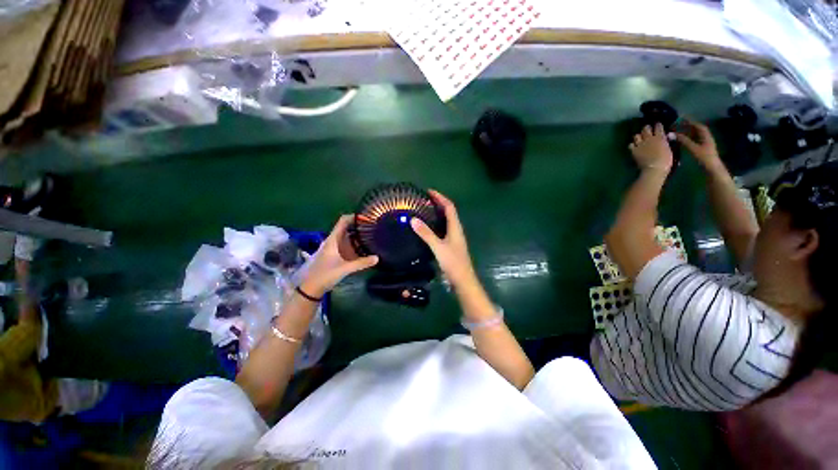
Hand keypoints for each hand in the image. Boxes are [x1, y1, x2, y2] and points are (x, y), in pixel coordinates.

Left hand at [300, 215, 377, 296]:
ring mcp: (335, 248)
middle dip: (359, 226)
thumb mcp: (345, 268)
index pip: (343, 221)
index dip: (354, 217)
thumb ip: (362, 263)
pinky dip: (356, 245)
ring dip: (358, 236)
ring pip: (348, 238)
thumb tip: (377, 258)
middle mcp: (334, 241)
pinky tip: (366, 248)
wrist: (311, 288)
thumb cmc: (325, 275)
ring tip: (373, 235)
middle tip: (374, 226)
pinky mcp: (336, 255)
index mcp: (333, 240)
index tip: (367, 217)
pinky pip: (348, 246)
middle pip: (347, 228)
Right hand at [411, 190, 476, 287]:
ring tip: (424, 210)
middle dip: (438, 203)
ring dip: (437, 213)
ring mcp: (454, 238)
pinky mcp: (451, 245)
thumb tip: (413, 219)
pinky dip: (436, 224)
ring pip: (446, 221)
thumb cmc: (453, 263)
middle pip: (449, 212)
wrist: (463, 280)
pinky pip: (443, 229)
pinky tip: (428, 228)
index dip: (440, 197)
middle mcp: (456, 230)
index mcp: (455, 227)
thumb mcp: (438, 247)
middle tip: (424, 200)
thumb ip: (426, 234)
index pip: (449, 207)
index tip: (429, 191)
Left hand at [629, 123, 672, 172]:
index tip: (657, 125)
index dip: (657, 125)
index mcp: (660, 137)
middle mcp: (649, 138)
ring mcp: (640, 144)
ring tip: (640, 139)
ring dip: (638, 137)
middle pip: (645, 129)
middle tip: (647, 130)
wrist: (654, 168)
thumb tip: (664, 139)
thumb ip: (664, 142)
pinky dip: (632, 145)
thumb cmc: (665, 160)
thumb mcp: (669, 148)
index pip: (658, 126)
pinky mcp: (633, 150)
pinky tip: (634, 147)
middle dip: (646, 128)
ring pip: (636, 135)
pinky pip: (630, 145)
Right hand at [675, 119, 722, 170]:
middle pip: (697, 130)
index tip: (682, 118)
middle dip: (688, 126)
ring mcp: (704, 144)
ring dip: (687, 133)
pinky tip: (681, 140)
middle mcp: (706, 138)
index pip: (698, 126)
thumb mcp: (693, 148)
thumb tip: (671, 134)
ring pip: (695, 135)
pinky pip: (694, 140)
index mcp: (706, 136)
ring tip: (677, 131)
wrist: (712, 169)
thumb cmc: (704, 157)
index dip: (690, 121)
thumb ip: (683, 140)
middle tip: (678, 125)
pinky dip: (687, 138)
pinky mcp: (701, 149)